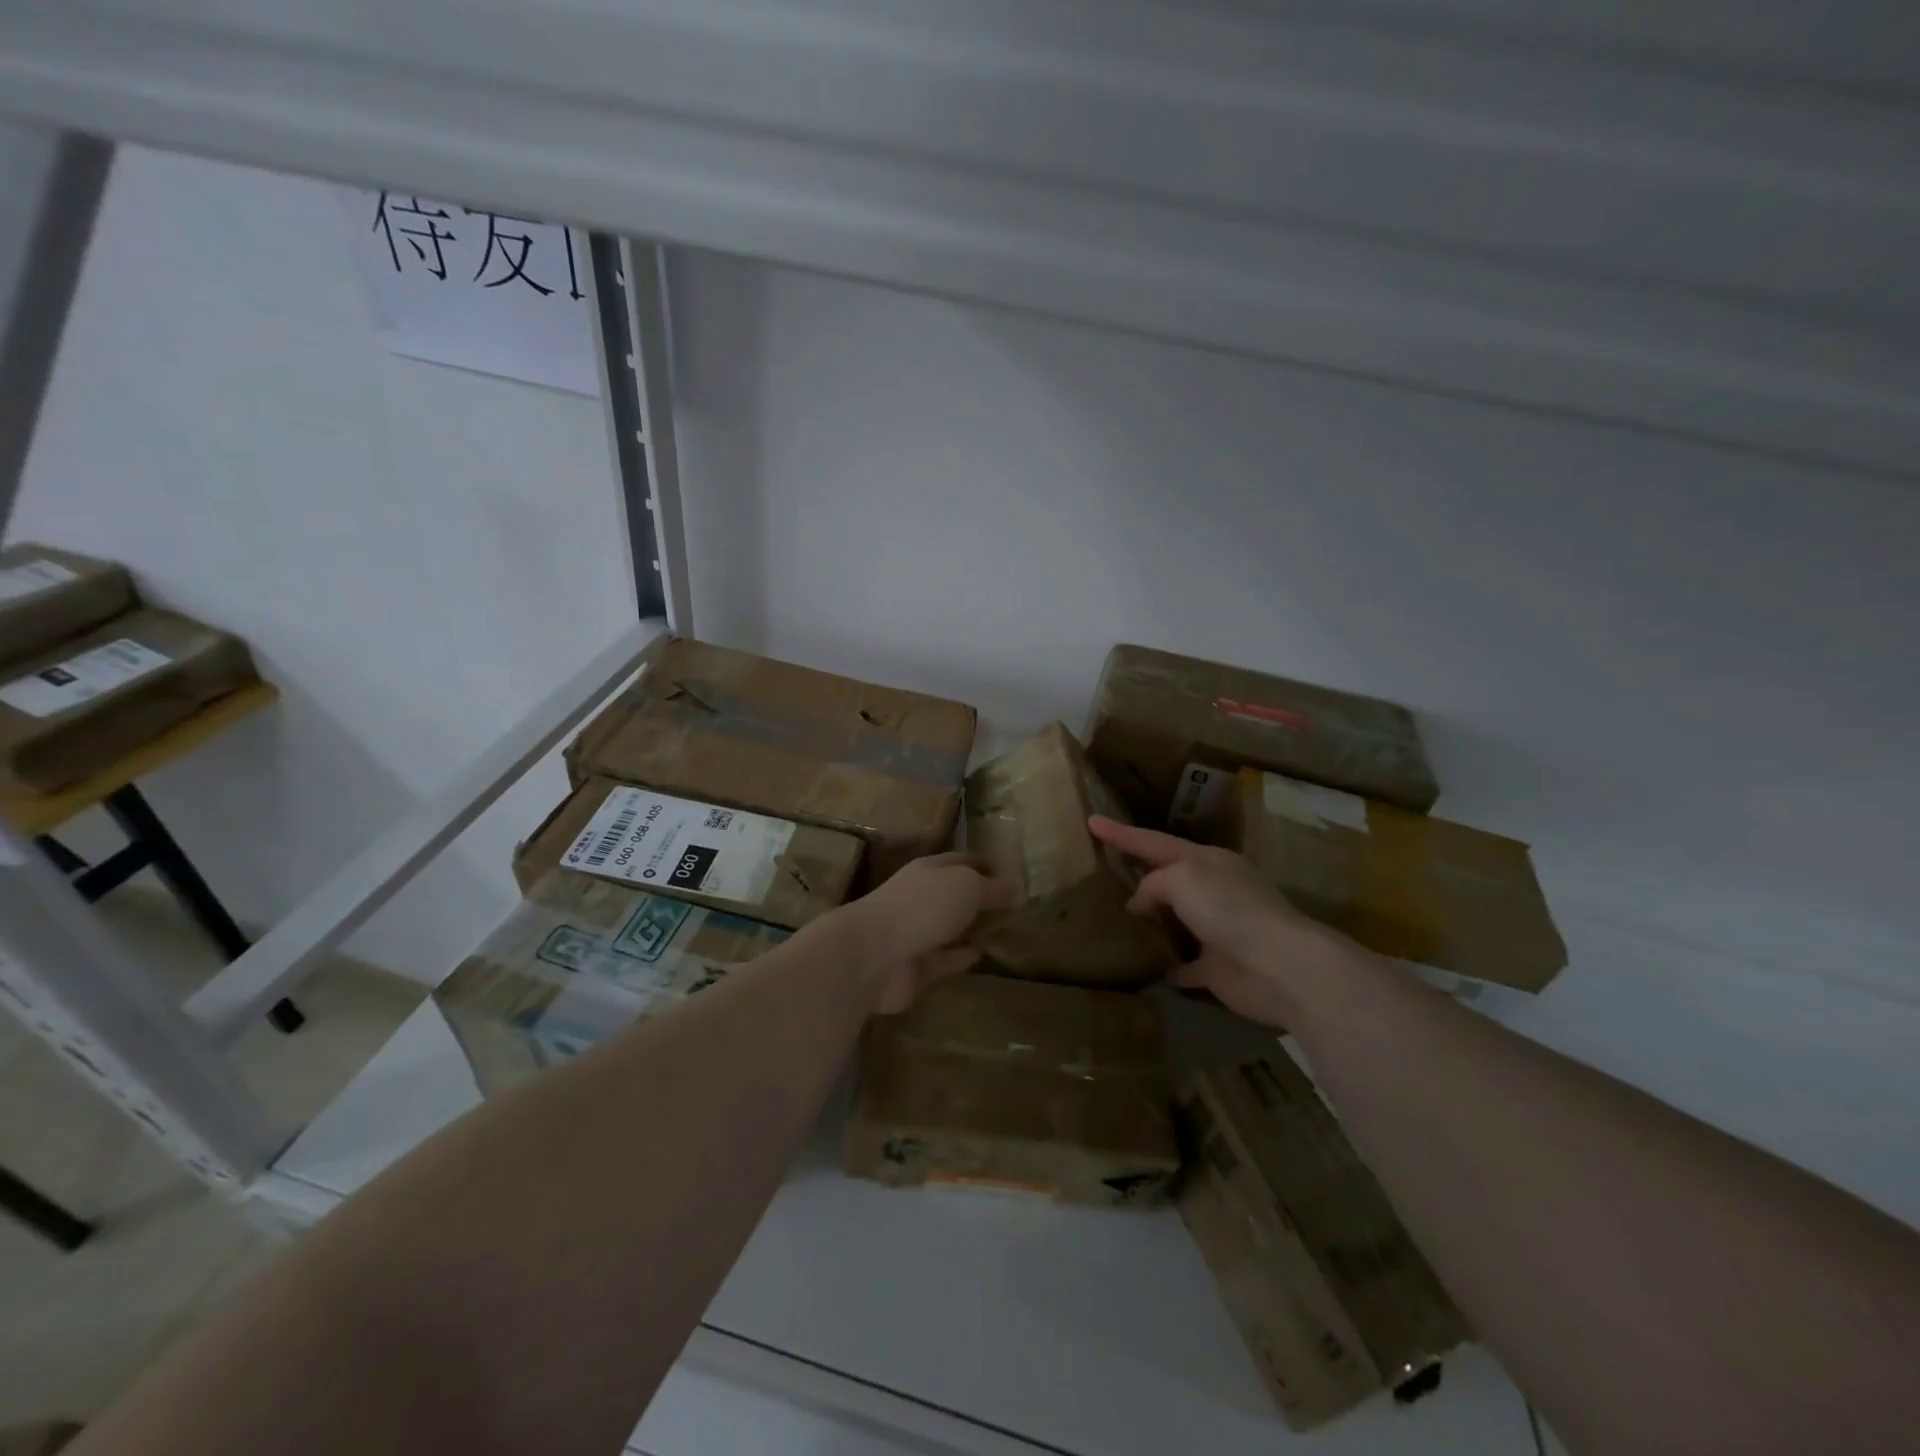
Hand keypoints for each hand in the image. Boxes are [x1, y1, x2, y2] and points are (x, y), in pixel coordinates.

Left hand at [840, 852, 1015, 1013]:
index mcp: (928, 870)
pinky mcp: (917, 968)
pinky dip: (961, 956)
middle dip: (978, 897)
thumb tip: (1014, 886)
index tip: (1006, 869)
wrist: (873, 956)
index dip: (981, 863)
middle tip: (1013, 904)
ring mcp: (916, 934)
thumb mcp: (966, 887)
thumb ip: (991, 888)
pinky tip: (982, 954)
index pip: (959, 861)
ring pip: (949, 927)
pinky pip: (945, 959)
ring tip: (1003, 929)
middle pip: (953, 894)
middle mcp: (921, 898)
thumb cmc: (921, 907)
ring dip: (971, 928)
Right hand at [1089, 816, 1349, 1027]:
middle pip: (1168, 877)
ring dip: (1154, 919)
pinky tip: (1152, 967)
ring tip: (1118, 918)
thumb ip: (1153, 884)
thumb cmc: (1228, 908)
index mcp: (1206, 861)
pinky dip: (1171, 965)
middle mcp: (1213, 891)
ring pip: (1178, 919)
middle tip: (1106, 868)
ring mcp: (1218, 930)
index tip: (1091, 820)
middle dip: (1140, 872)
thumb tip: (1139, 903)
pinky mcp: (1220, 969)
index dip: (1121, 833)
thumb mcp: (1182, 878)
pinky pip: (1188, 965)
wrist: (1278, 965)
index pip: (1154, 841)